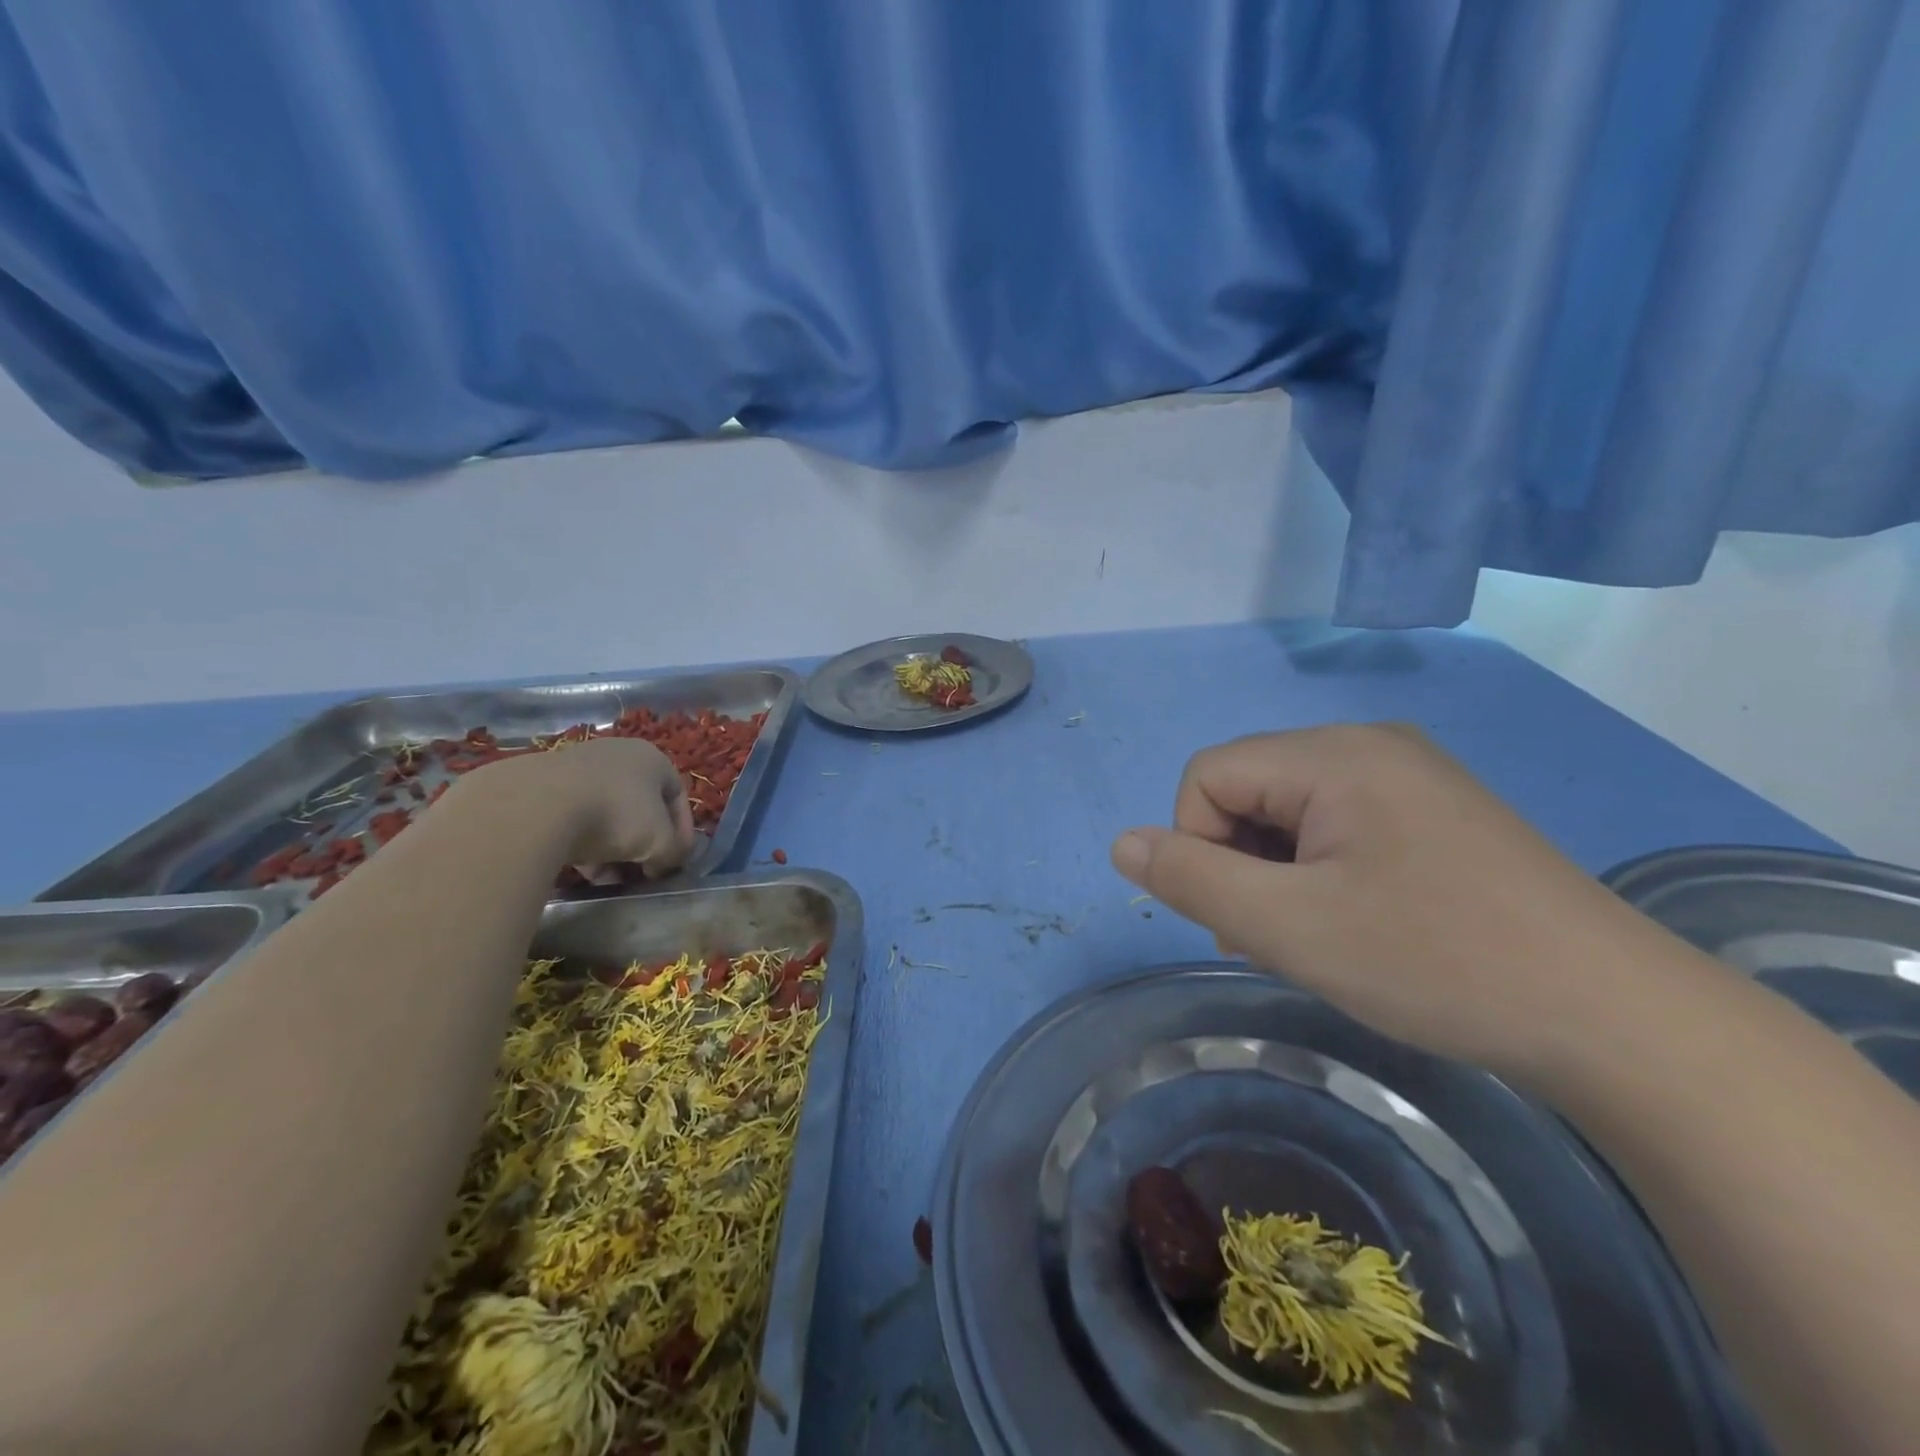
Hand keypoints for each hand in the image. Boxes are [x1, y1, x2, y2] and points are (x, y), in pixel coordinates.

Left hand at [462, 737, 697, 878]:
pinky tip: (578, 868)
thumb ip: (674, 851)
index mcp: (652, 758)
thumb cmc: (616, 816)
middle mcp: (617, 753)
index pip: (678, 796)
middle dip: (642, 843)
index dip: (682, 832)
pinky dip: (581, 839)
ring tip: (604, 876)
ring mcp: (577, 765)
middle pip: (640, 805)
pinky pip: (573, 814)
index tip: (675, 861)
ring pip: (605, 811)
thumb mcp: (660, 842)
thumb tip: (666, 860)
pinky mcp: (542, 782)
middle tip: (640, 871)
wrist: (536, 807)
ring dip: (611, 847)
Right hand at [1110, 724, 1687, 1079]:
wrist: (1615, 1018)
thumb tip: (1122, 842)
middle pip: (1249, 788)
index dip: (1200, 845)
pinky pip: (1339, 823)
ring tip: (1323, 935)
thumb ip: (1191, 878)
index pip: (1208, 775)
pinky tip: (1362, 920)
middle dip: (1240, 862)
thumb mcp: (1289, 926)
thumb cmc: (1436, 961)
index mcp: (1332, 753)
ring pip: (1290, 811)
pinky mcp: (1435, 810)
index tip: (1247, 915)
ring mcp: (1409, 774)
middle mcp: (1368, 743)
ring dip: (1279, 872)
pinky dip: (1322, 870)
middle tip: (1283, 935)